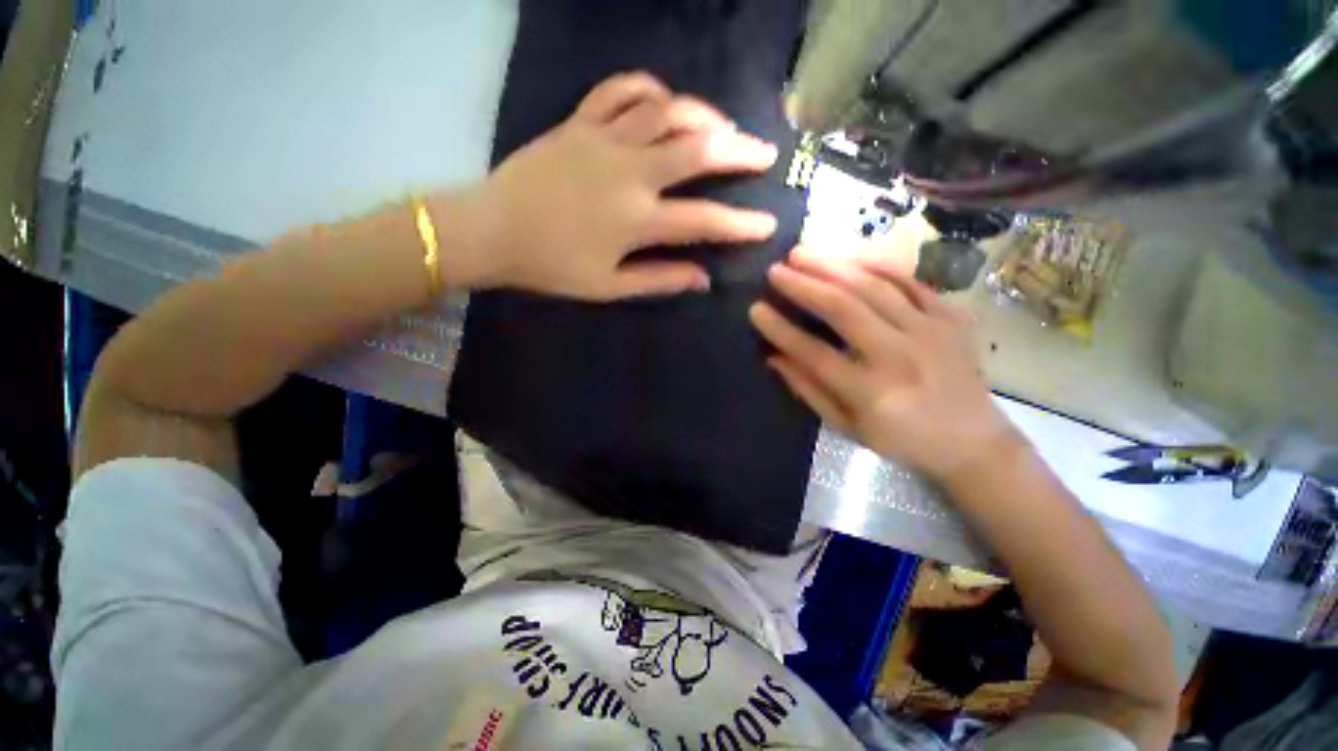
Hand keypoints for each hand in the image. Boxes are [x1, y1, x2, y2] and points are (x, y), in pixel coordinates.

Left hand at [446, 72, 779, 300]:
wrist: (492, 229)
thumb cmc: (551, 266)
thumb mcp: (608, 287)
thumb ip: (659, 280)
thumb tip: (702, 278)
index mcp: (637, 220)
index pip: (705, 220)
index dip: (741, 224)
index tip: (768, 224)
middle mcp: (630, 172)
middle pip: (698, 150)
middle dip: (740, 151)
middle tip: (764, 153)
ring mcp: (604, 140)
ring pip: (668, 111)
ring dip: (703, 115)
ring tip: (723, 127)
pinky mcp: (580, 122)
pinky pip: (620, 90)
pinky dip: (649, 88)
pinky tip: (664, 99)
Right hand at [748, 247, 1022, 480]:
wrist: (973, 442)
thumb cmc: (902, 441)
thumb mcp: (847, 427)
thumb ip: (809, 390)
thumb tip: (774, 357)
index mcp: (872, 392)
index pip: (815, 353)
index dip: (781, 330)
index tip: (756, 309)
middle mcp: (900, 356)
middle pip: (844, 309)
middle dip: (804, 285)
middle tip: (775, 270)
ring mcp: (931, 331)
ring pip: (875, 287)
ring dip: (834, 266)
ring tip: (803, 254)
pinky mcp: (951, 317)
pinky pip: (911, 281)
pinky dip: (878, 266)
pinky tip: (851, 258)